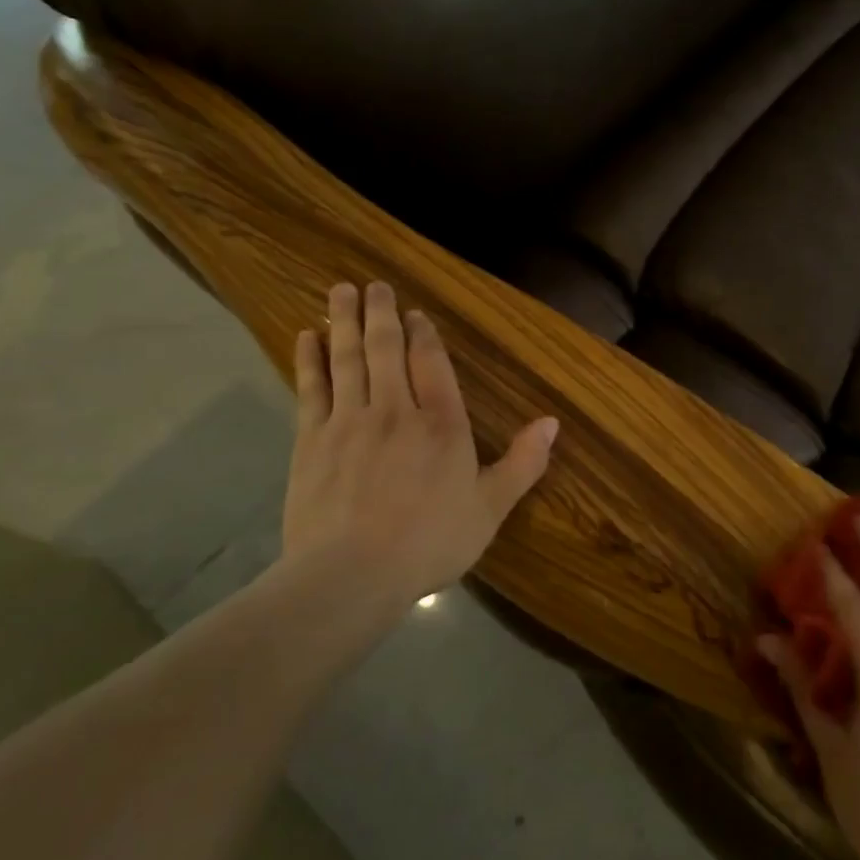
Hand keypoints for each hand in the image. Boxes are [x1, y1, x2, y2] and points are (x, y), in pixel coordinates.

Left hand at [279, 281, 557, 614]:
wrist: (352, 574)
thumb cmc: (430, 541)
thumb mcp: (491, 507)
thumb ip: (524, 462)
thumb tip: (553, 423)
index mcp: (442, 424)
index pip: (431, 363)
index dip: (424, 334)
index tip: (415, 313)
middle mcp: (395, 409)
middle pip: (386, 349)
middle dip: (381, 314)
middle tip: (373, 285)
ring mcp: (349, 421)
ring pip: (348, 359)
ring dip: (345, 322)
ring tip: (340, 290)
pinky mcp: (311, 439)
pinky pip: (311, 387)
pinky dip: (309, 359)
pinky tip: (306, 336)